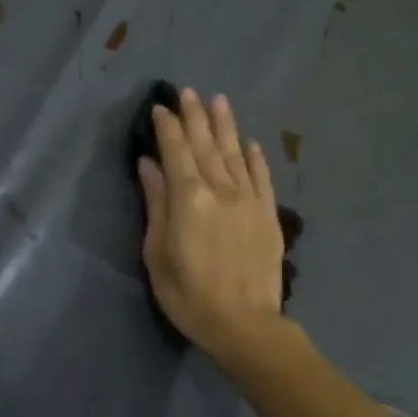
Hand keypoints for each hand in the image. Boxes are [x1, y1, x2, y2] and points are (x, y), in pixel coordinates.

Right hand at [138, 89, 284, 358]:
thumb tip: (149, 165)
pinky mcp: (268, 214)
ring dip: (225, 125)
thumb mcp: (157, 253)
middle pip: (205, 144)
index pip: (175, 151)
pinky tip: (249, 141)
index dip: (167, 127)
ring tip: (218, 101)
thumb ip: (155, 204)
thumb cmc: (189, 295)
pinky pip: (262, 176)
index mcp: (188, 198)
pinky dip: (255, 156)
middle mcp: (220, 189)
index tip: (160, 107)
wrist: (245, 325)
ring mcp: (249, 200)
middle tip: (187, 91)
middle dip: (194, 116)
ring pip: (235, 153)